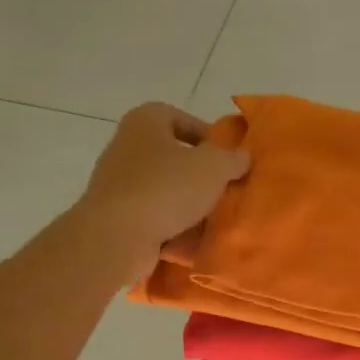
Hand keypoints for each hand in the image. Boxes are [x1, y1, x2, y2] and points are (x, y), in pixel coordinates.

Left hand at [75, 103, 249, 278]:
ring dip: (189, 203)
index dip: (207, 135)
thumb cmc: (166, 188)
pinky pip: (154, 217)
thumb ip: (233, 158)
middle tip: (225, 189)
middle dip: (200, 174)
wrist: (116, 236)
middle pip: (173, 156)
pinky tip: (194, 241)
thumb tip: (242, 156)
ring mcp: (118, 183)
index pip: (180, 118)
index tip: (228, 158)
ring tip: (214, 217)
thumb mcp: (213, 167)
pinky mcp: (117, 216)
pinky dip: (173, 227)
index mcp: (145, 122)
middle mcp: (126, 147)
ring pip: (165, 189)